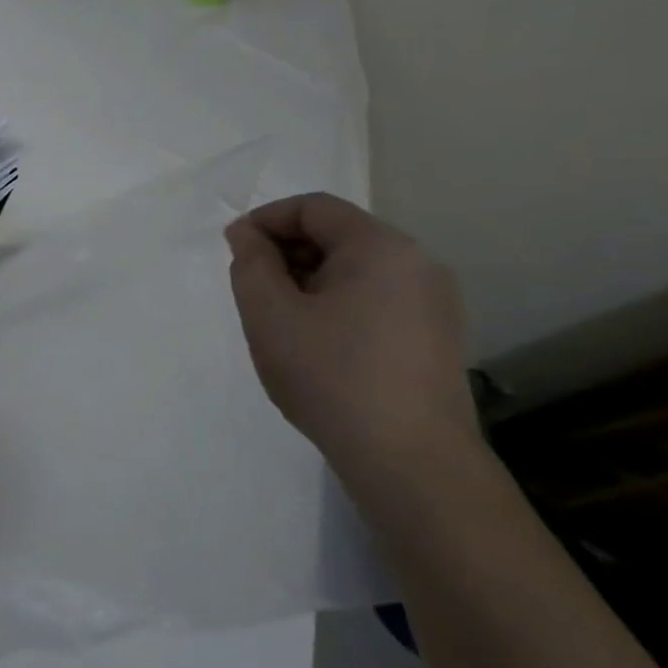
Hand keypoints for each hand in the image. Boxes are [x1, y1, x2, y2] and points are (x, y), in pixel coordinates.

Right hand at [225, 194, 478, 469]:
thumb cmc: (330, 375)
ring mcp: (433, 303)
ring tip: (279, 319)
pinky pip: (375, 298)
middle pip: (338, 235)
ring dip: (308, 280)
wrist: (408, 459)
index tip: (233, 251)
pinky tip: (315, 342)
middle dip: (286, 252)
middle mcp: (417, 264)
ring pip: (355, 269)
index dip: (265, 220)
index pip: (314, 208)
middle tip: (251, 289)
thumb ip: (251, 263)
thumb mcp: (270, 314)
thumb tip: (247, 233)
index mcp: (381, 248)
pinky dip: (336, 303)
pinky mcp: (434, 337)